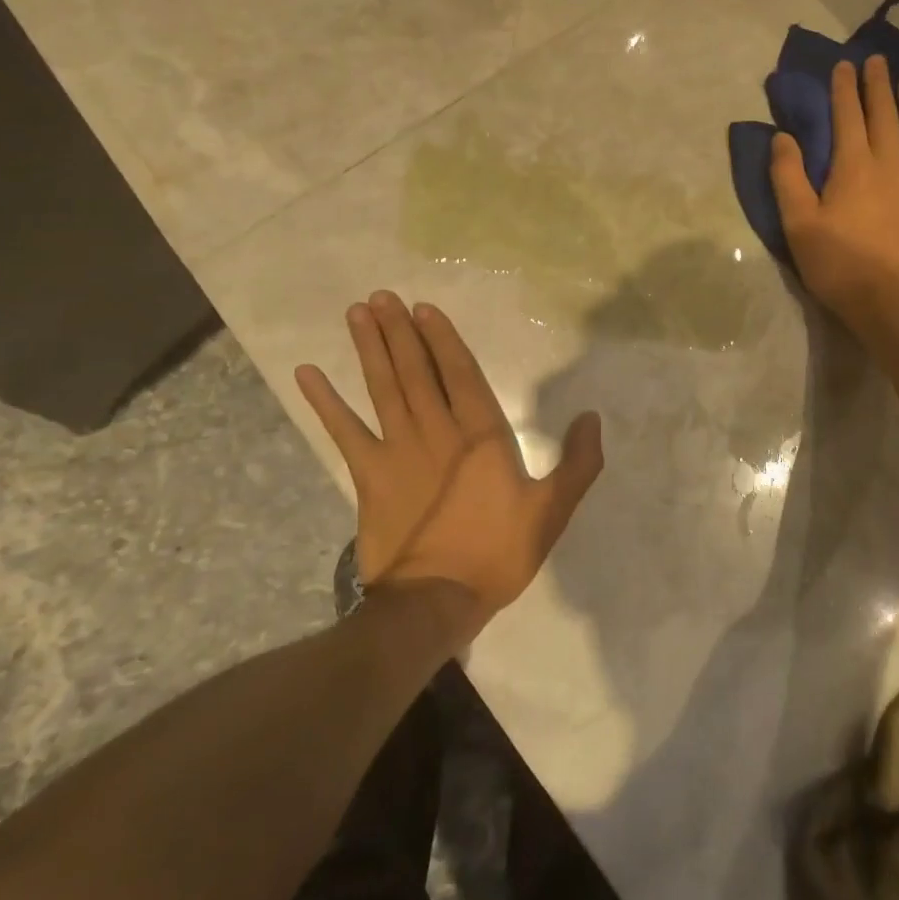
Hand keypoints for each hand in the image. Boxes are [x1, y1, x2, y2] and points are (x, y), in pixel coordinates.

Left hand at [294, 293, 602, 632]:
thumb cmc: (497, 553)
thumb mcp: (552, 511)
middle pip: (416, 370)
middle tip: (381, 297)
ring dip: (370, 349)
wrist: (435, 602)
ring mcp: (397, 450)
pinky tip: (307, 374)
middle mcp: (437, 430)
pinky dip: (325, 402)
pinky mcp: (368, 475)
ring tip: (358, 313)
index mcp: (481, 435)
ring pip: (383, 388)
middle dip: (400, 331)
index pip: (461, 374)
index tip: (423, 308)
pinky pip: (343, 431)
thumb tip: (591, 416)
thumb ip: (578, 463)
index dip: (442, 338)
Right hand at [771, 54, 898, 330]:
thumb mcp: (799, 224)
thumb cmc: (840, 265)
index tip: (844, 65)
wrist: (894, 303)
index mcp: (853, 166)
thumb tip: (783, 137)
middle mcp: (890, 162)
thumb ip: (788, 177)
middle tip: (878, 61)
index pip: (848, 115)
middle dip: (879, 84)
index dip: (845, 88)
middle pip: (885, 114)